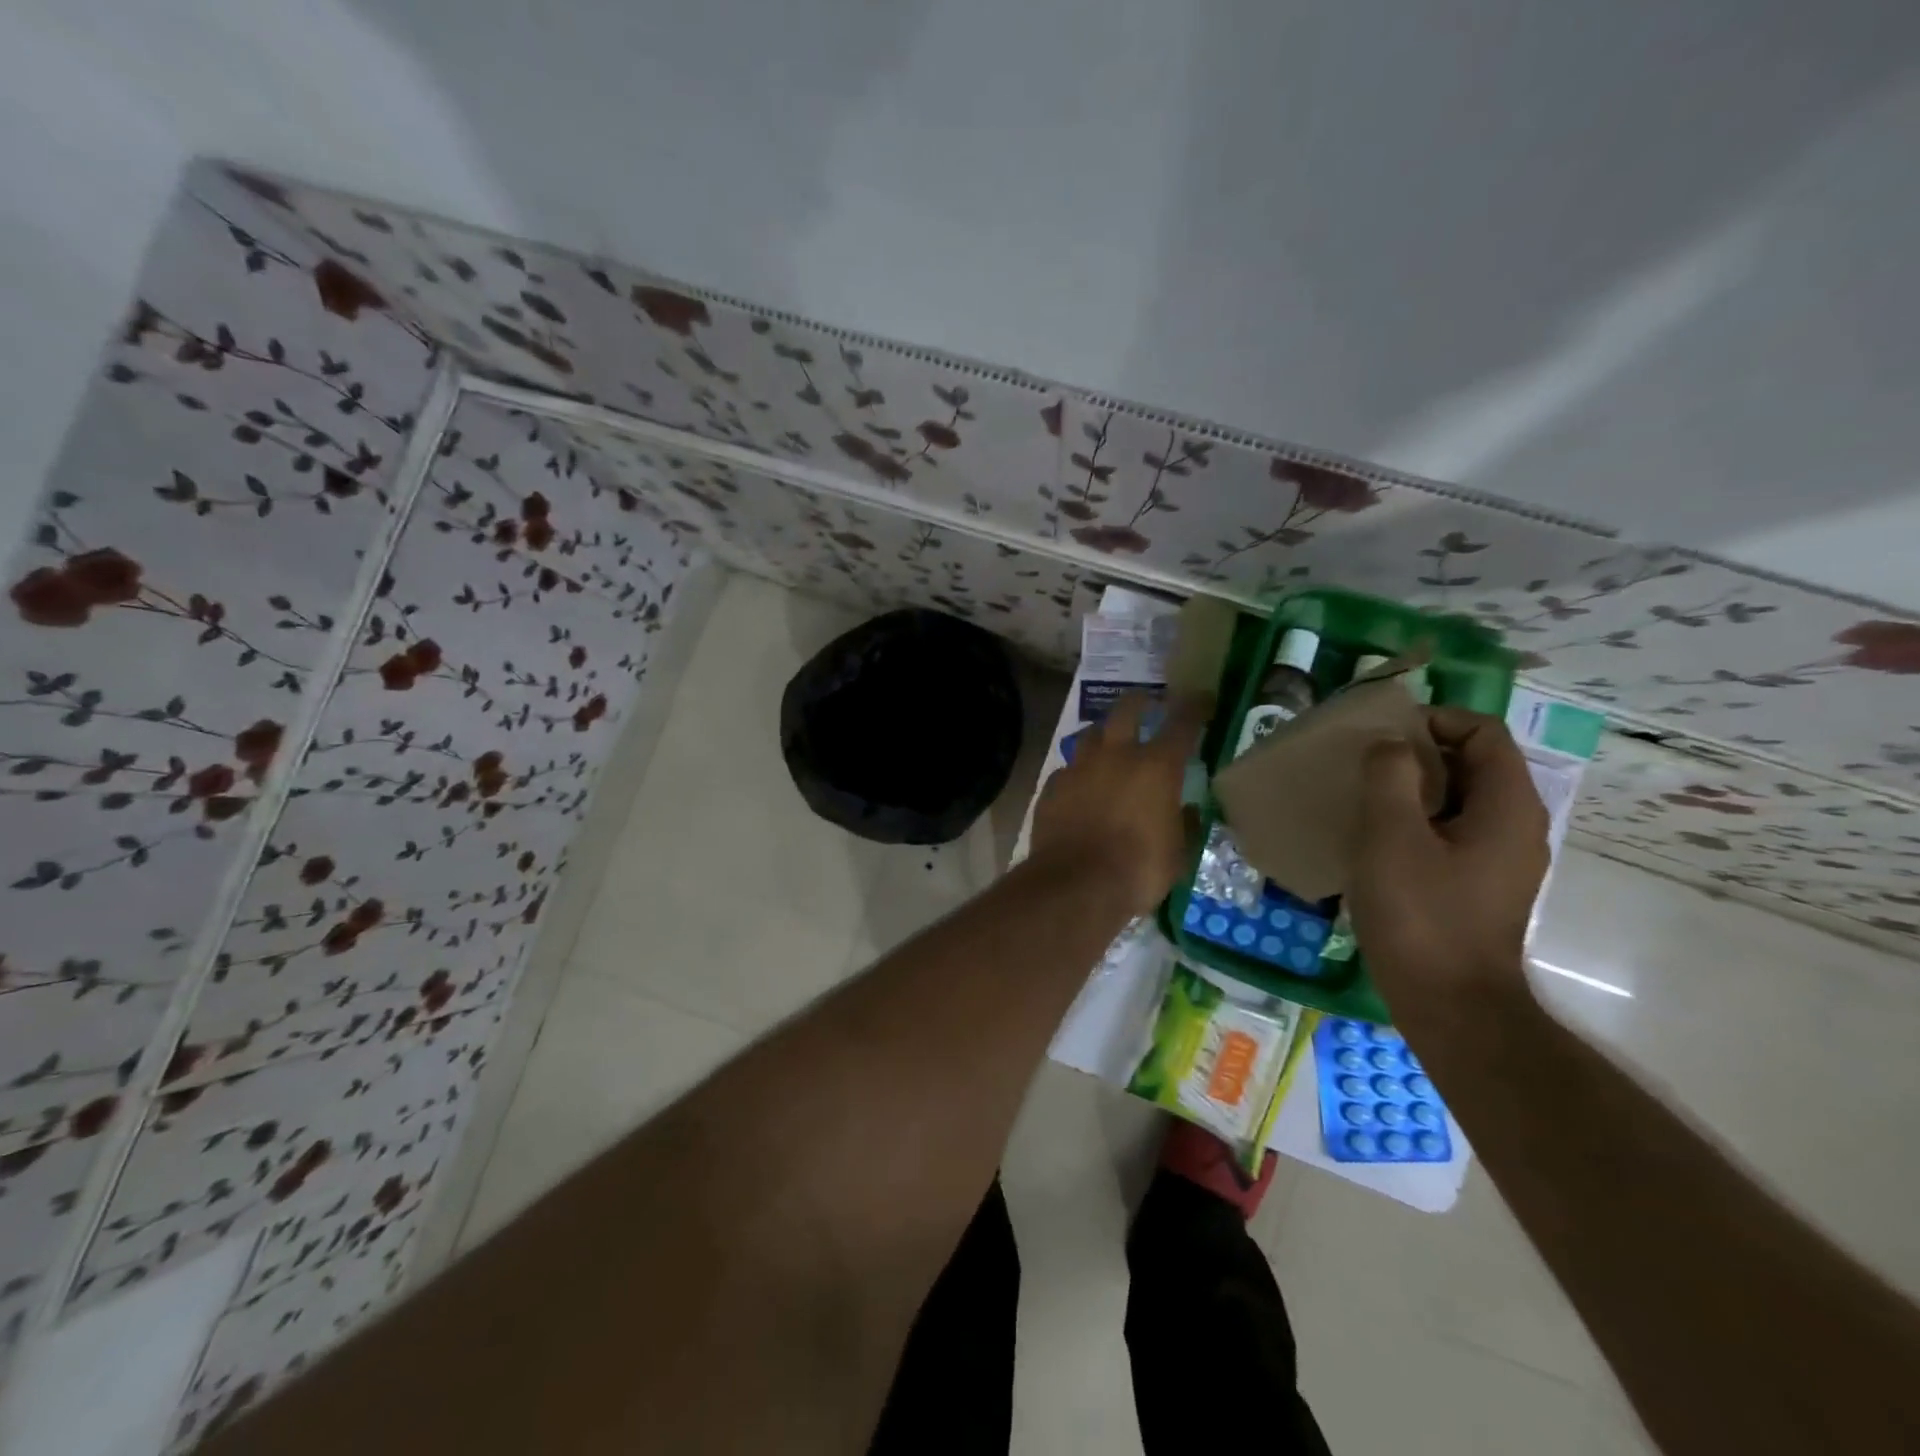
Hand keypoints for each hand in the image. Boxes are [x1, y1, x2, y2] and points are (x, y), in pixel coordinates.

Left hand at [1032, 693, 1207, 916]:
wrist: (1075, 886)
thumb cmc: (1138, 871)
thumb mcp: (1178, 853)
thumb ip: (1183, 823)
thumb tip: (1185, 809)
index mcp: (1156, 767)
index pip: (1182, 722)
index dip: (1195, 706)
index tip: (1203, 699)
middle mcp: (1116, 755)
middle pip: (1127, 708)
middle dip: (1141, 701)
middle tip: (1149, 705)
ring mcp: (1078, 768)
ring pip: (1091, 734)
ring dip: (1105, 735)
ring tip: (1111, 746)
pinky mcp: (1051, 787)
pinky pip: (1068, 770)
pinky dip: (1079, 774)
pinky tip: (1081, 789)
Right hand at [1347, 706, 1549, 1024]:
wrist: (1450, 1004)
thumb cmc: (1421, 914)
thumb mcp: (1391, 836)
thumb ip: (1389, 776)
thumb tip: (1390, 746)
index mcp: (1507, 806)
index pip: (1483, 732)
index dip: (1434, 720)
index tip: (1383, 736)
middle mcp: (1515, 825)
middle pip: (1472, 763)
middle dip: (1418, 753)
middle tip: (1364, 764)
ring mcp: (1500, 859)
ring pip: (1458, 800)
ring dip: (1412, 789)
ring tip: (1363, 799)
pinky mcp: (1479, 886)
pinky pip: (1450, 832)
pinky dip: (1416, 822)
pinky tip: (1376, 843)